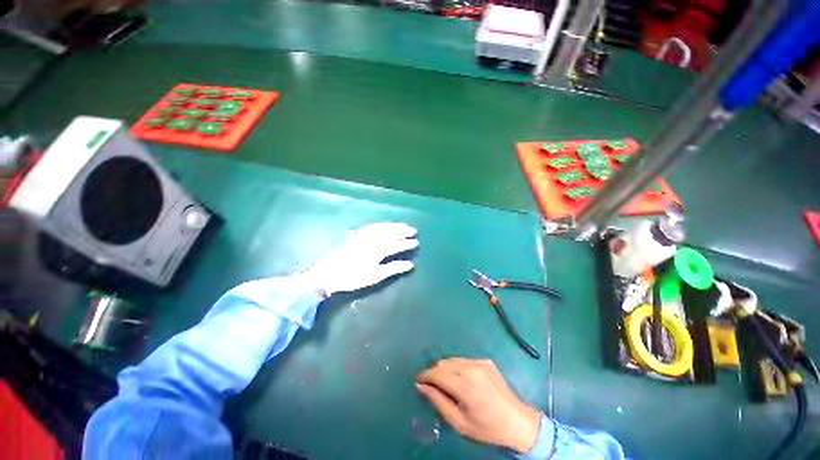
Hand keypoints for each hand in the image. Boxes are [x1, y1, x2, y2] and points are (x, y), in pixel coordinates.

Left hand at [306, 223, 417, 295]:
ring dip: (394, 225)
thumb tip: (410, 264)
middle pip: (390, 232)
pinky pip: (372, 226)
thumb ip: (393, 268)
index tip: (416, 242)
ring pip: (382, 227)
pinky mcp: (356, 235)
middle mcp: (372, 239)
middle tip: (413, 230)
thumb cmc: (353, 278)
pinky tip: (385, 225)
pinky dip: (381, 225)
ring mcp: (363, 236)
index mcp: (378, 250)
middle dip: (403, 230)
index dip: (407, 243)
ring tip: (403, 225)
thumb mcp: (375, 276)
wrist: (328, 274)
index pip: (396, 244)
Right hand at [415, 358, 541, 453]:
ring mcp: (479, 362)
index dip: (424, 375)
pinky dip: (457, 368)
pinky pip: (464, 361)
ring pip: (453, 360)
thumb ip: (438, 402)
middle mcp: (471, 368)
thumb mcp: (459, 422)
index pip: (437, 373)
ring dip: (445, 369)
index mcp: (464, 385)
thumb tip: (421, 386)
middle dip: (435, 372)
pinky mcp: (486, 361)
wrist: (518, 422)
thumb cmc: (487, 428)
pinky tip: (463, 381)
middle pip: (444, 363)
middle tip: (432, 386)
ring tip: (446, 384)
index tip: (417, 380)